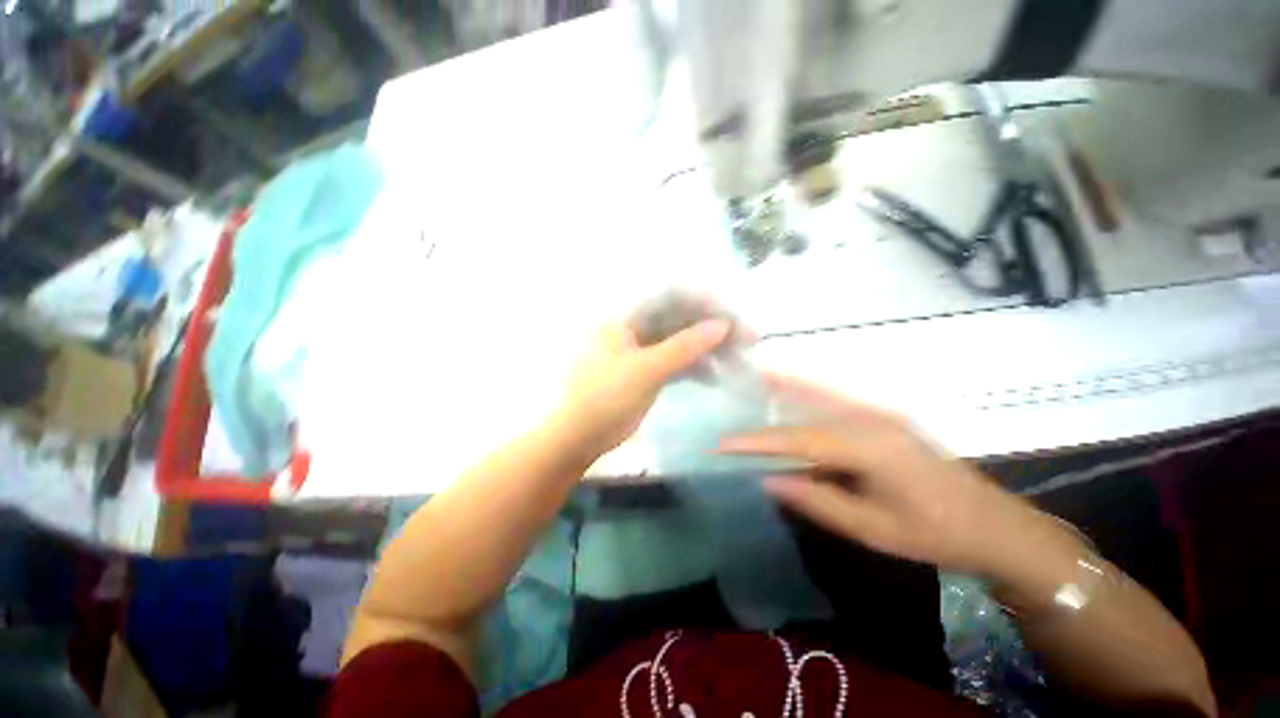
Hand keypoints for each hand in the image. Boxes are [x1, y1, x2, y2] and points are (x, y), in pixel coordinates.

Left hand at [554, 319, 731, 457]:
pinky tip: (713, 379)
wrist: (580, 435)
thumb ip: (684, 346)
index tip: (732, 319)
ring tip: (735, 363)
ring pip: (682, 340)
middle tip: (746, 341)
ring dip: (708, 349)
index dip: (705, 302)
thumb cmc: (605, 397)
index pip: (672, 295)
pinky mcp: (648, 370)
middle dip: (713, 327)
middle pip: (681, 317)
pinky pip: (676, 360)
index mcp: (628, 316)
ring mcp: (643, 349)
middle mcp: (636, 326)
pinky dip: (695, 367)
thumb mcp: (646, 370)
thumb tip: (722, 325)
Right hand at [719, 374, 1081, 578]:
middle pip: (803, 409)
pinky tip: (788, 390)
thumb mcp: (872, 529)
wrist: (995, 525)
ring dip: (783, 388)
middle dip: (763, 405)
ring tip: (750, 380)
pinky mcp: (882, 416)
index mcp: (871, 448)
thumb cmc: (934, 534)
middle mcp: (871, 419)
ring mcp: (879, 413)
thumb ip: (817, 500)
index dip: (756, 441)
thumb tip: (768, 479)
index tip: (721, 443)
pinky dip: (805, 394)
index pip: (798, 439)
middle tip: (729, 398)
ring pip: (818, 396)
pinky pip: (834, 401)